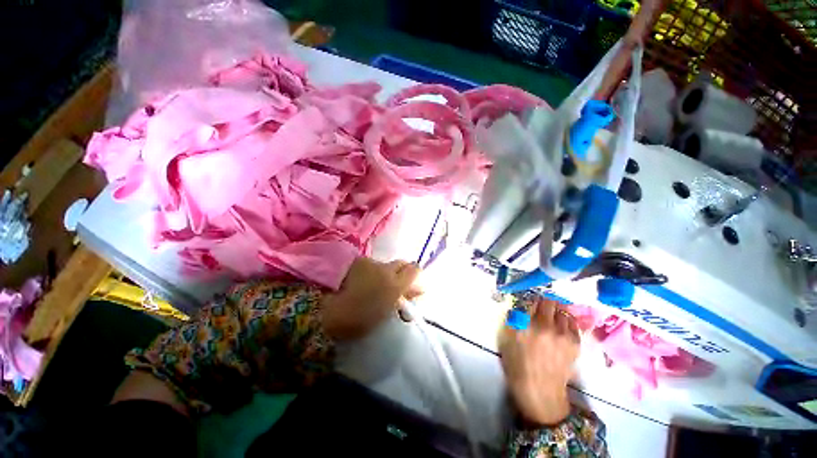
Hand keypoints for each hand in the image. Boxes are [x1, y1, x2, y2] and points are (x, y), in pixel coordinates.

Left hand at [321, 257, 421, 340]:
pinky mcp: (357, 262)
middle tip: (396, 286)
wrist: (326, 313)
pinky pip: (371, 265)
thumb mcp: (386, 312)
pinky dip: (371, 272)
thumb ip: (401, 299)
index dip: (416, 277)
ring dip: (385, 273)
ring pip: (385, 265)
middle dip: (403, 272)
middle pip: (402, 263)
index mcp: (394, 285)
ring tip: (374, 286)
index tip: (414, 288)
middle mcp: (384, 269)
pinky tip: (361, 282)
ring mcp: (370, 263)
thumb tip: (411, 292)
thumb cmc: (358, 321)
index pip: (415, 270)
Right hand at [498, 298, 579, 425]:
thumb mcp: (507, 338)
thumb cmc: (518, 364)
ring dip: (557, 310)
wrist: (540, 391)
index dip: (531, 298)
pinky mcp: (576, 343)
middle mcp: (548, 326)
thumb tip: (522, 305)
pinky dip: (566, 321)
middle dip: (545, 301)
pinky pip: (573, 323)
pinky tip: (560, 327)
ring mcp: (564, 335)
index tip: (529, 300)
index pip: (533, 300)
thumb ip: (514, 318)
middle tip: (540, 307)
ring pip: (563, 310)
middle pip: (550, 301)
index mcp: (528, 325)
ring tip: (552, 316)